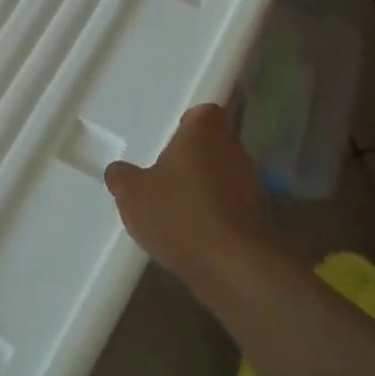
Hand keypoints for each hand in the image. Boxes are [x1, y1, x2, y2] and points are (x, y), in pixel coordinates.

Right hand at [105, 104, 280, 291]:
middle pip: (213, 142)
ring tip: (175, 204)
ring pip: (222, 172)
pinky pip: (229, 202)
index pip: (203, 111)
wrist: (232, 264)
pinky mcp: (256, 214)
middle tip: (166, 171)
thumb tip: (118, 171)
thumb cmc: (179, 213)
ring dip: (204, 184)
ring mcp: (249, 181)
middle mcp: (233, 147)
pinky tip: (192, 229)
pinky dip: (214, 211)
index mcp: (205, 130)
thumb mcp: (132, 194)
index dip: (187, 124)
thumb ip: (121, 177)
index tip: (170, 139)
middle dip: (193, 155)